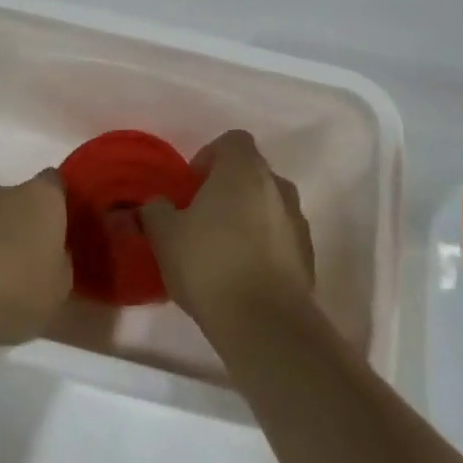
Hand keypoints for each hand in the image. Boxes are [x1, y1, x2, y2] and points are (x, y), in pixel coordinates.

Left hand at [0, 171, 71, 345]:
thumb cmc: (11, 292)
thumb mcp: (56, 292)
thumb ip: (58, 267)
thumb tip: (52, 256)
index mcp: (39, 199)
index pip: (53, 183)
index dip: (54, 202)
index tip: (55, 225)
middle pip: (6, 193)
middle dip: (9, 215)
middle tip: (12, 250)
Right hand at [141, 131, 314, 330]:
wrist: (265, 322)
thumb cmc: (209, 264)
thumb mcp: (164, 235)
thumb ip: (154, 210)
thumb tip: (155, 204)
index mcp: (244, 170)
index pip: (233, 140)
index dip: (209, 156)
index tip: (191, 186)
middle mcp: (277, 186)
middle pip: (251, 173)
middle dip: (226, 189)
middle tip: (200, 218)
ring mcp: (298, 220)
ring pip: (267, 205)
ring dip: (246, 217)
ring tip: (221, 250)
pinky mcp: (307, 255)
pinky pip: (280, 236)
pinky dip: (263, 245)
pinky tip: (242, 275)